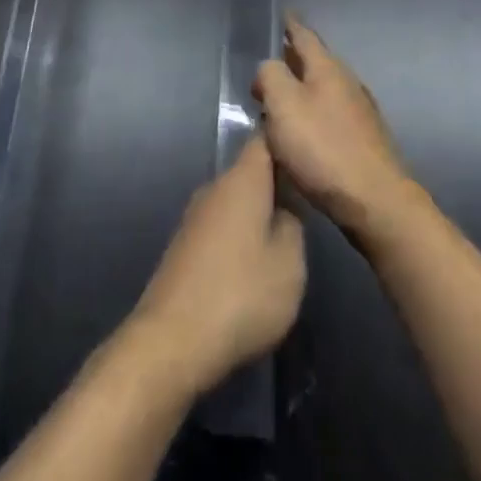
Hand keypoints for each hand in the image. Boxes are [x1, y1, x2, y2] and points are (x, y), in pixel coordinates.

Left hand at [128, 138, 305, 398]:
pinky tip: (250, 268)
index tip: (308, 155)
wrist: (173, 340)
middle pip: (249, 172)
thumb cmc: (241, 294)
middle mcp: (214, 188)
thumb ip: (294, 226)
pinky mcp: (183, 247)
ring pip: (234, 203)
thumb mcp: (290, 263)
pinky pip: (220, 229)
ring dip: (256, 216)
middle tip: (305, 206)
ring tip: (282, 241)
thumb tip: (284, 211)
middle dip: (275, 185)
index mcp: (242, 180)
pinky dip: (237, 240)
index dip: (286, 142)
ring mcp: (195, 217)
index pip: (264, 140)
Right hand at [254, 14, 419, 244]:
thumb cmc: (324, 148)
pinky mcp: (365, 139)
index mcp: (327, 68)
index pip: (305, 36)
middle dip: (293, 59)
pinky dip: (314, 112)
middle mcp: (347, 82)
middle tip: (270, 62)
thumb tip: (269, 69)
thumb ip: (271, 77)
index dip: (291, 25)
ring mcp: (360, 111)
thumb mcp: (283, 105)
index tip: (283, 14)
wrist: (376, 201)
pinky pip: (331, 113)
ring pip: (324, 88)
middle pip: (316, 62)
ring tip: (280, 98)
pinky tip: (304, 130)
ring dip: (302, 88)